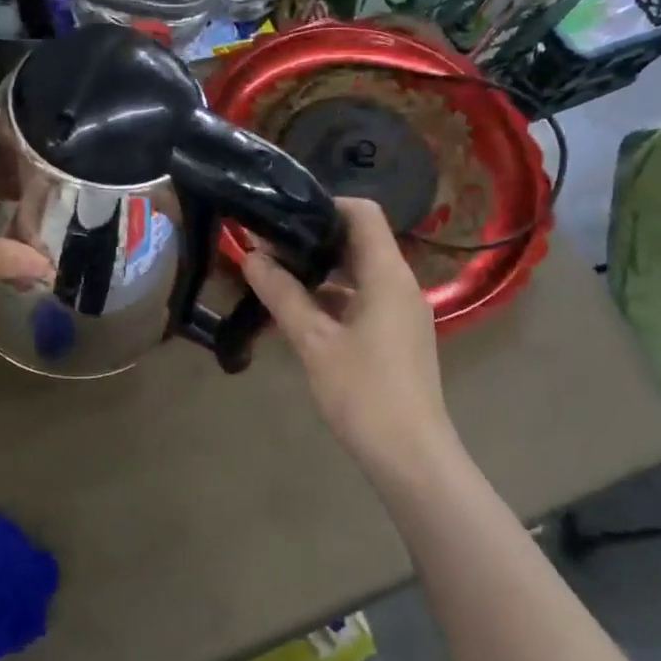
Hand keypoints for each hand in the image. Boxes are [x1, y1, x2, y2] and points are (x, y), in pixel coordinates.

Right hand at [243, 198, 461, 486]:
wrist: (410, 456)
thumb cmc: (363, 392)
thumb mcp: (314, 341)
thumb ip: (282, 294)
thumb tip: (251, 256)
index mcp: (388, 274)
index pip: (363, 213)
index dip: (325, 204)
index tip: (283, 214)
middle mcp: (400, 285)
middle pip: (359, 242)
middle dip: (314, 239)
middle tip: (268, 244)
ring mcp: (401, 313)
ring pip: (358, 275)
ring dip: (320, 272)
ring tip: (275, 276)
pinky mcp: (396, 338)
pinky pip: (362, 302)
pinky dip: (332, 299)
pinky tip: (298, 313)